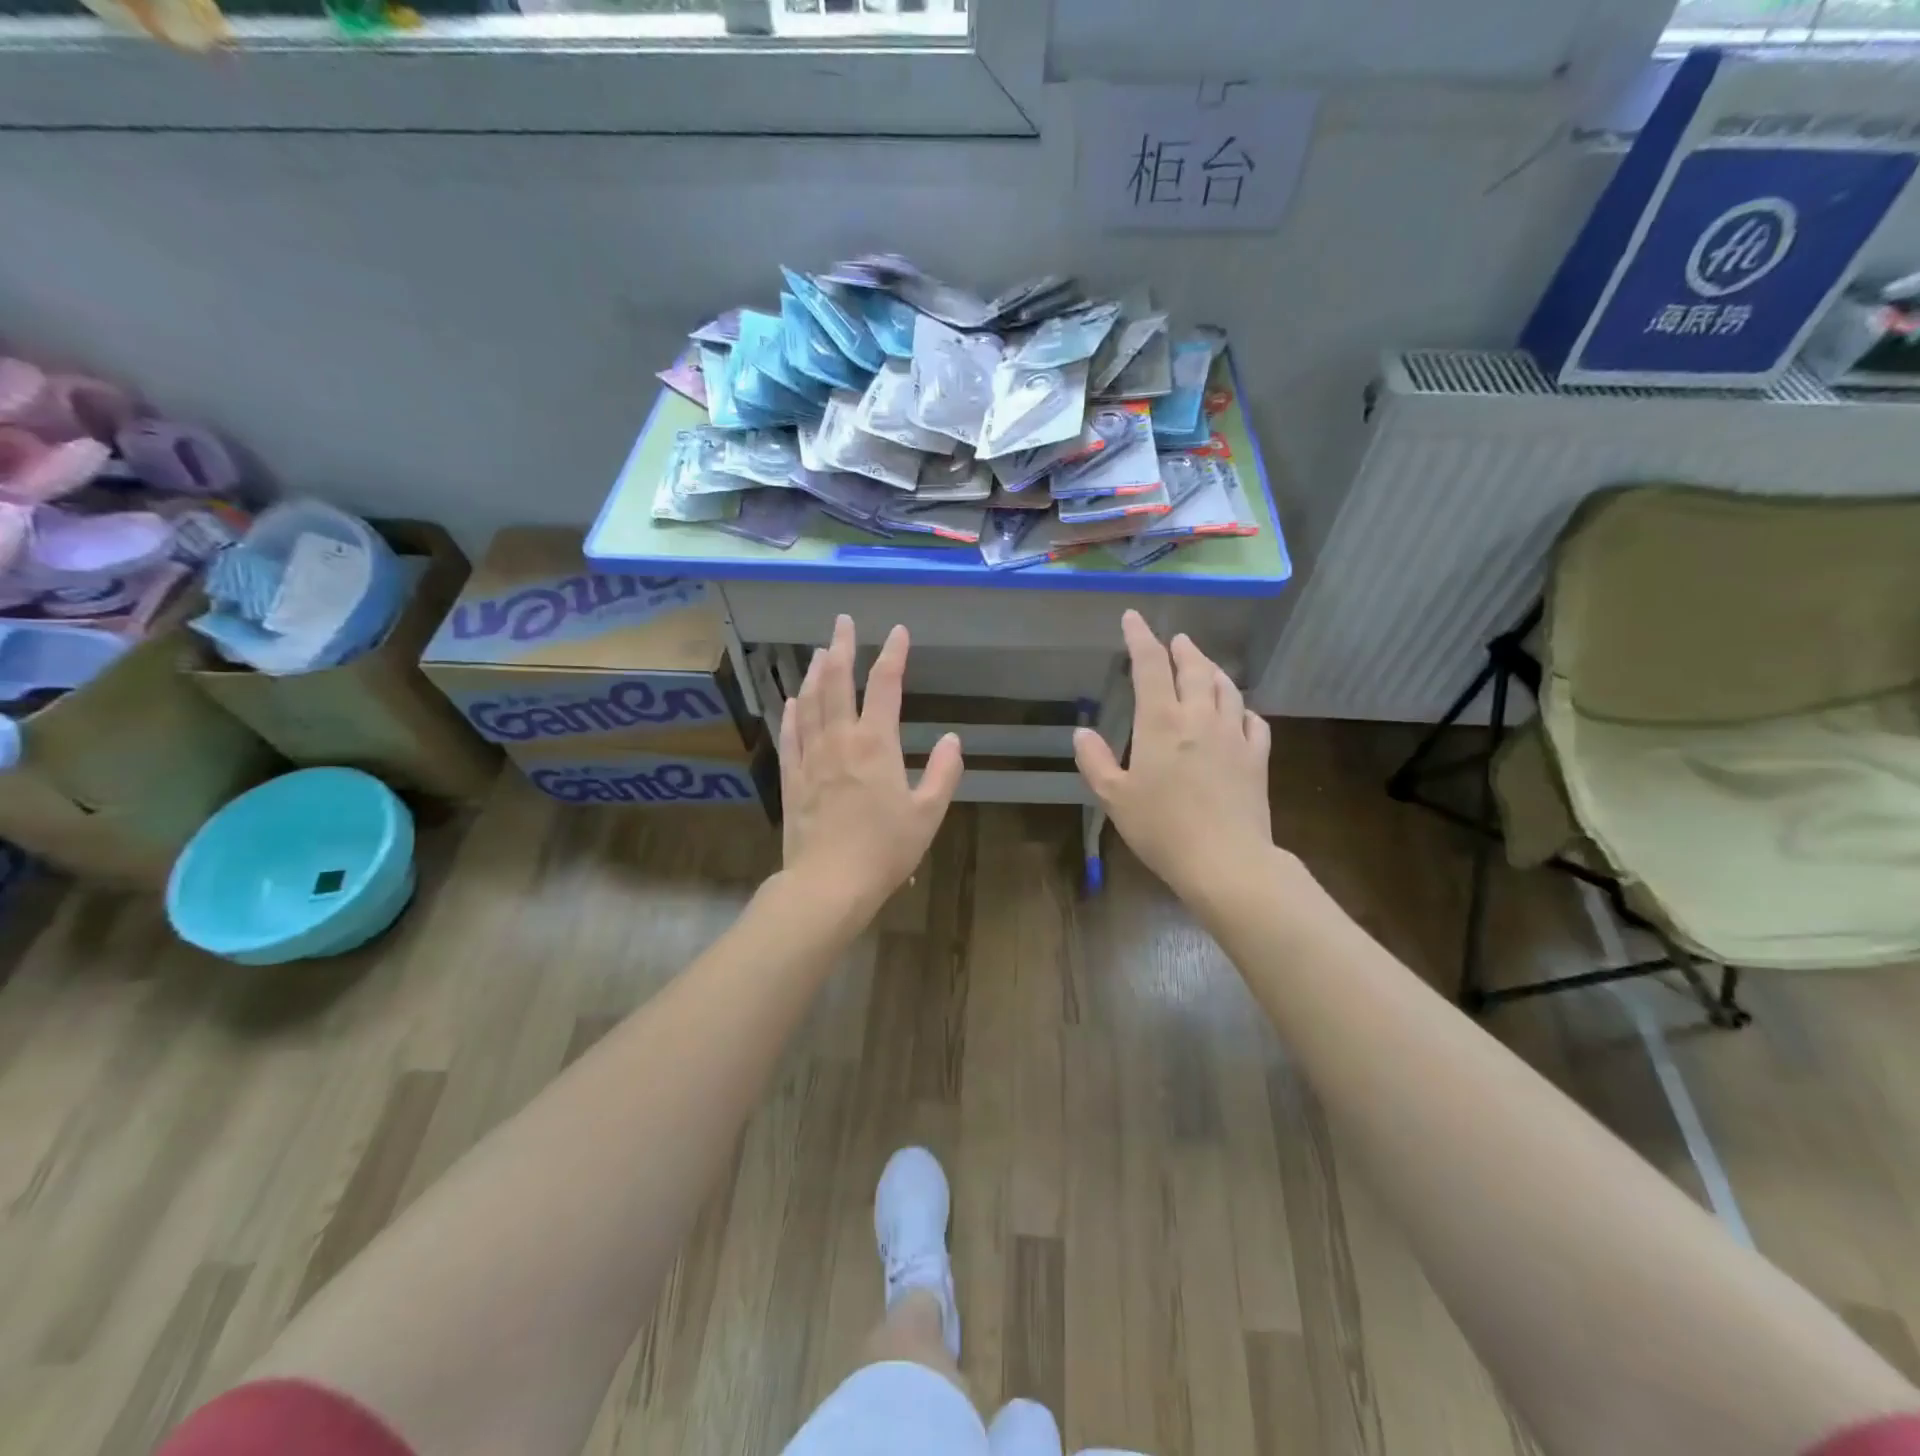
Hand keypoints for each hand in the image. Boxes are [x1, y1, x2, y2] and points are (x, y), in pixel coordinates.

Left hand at [778, 614, 964, 919]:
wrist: (828, 883)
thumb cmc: (885, 850)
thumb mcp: (928, 814)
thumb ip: (943, 772)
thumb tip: (953, 739)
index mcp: (876, 744)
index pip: (886, 685)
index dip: (893, 654)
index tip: (898, 631)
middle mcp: (840, 739)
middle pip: (836, 681)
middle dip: (841, 647)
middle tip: (843, 622)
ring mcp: (810, 756)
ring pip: (809, 702)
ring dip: (814, 672)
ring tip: (819, 651)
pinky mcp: (791, 777)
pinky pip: (790, 734)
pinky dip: (792, 712)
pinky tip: (792, 700)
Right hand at [1074, 610, 1273, 903]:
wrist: (1225, 860)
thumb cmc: (1161, 828)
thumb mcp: (1114, 798)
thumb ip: (1096, 761)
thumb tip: (1082, 732)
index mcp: (1161, 722)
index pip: (1150, 665)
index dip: (1140, 637)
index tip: (1133, 618)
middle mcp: (1200, 717)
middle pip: (1195, 669)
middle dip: (1183, 649)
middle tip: (1176, 640)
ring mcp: (1234, 735)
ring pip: (1227, 689)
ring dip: (1213, 671)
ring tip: (1205, 666)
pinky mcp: (1258, 757)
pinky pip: (1254, 721)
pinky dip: (1242, 709)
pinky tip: (1239, 713)